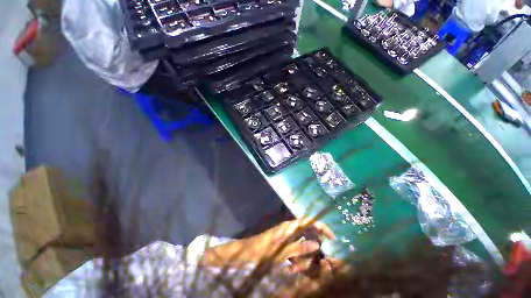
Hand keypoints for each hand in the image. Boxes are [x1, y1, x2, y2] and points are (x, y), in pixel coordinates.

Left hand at [203, 218, 334, 267]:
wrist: (246, 252)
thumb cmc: (263, 251)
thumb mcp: (282, 252)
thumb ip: (300, 248)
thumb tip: (317, 245)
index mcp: (289, 227)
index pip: (309, 221)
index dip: (321, 226)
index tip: (332, 237)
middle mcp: (289, 229)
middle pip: (307, 234)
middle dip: (312, 247)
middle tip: (312, 261)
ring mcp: (285, 237)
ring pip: (301, 244)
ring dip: (303, 256)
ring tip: (296, 268)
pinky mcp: (282, 244)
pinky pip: (294, 250)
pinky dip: (296, 259)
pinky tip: (293, 268)